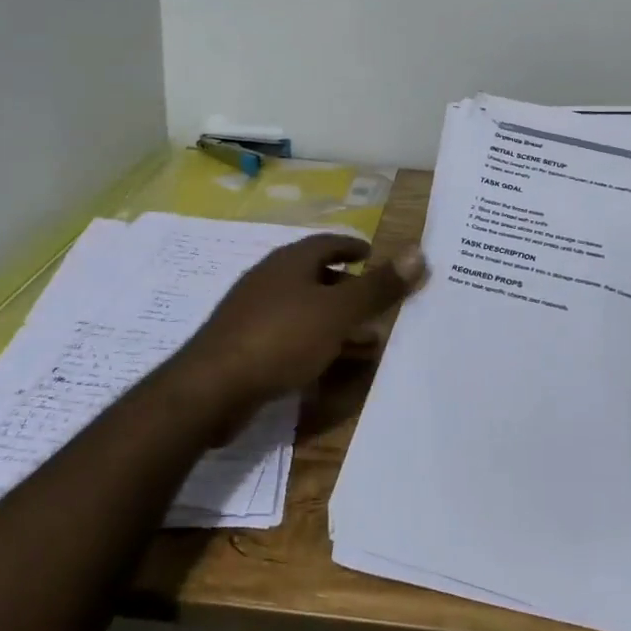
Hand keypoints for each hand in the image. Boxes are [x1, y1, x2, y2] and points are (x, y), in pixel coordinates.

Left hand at [181, 235, 426, 414]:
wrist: (211, 388)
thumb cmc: (281, 337)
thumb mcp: (338, 311)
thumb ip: (379, 286)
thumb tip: (419, 252)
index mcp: (291, 262)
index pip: (328, 242)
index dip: (353, 247)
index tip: (374, 254)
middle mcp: (271, 280)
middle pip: (318, 277)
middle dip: (351, 290)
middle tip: (380, 304)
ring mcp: (255, 314)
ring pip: (307, 311)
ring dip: (338, 323)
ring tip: (369, 341)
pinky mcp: (246, 346)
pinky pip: (292, 338)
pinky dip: (317, 345)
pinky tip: (332, 366)